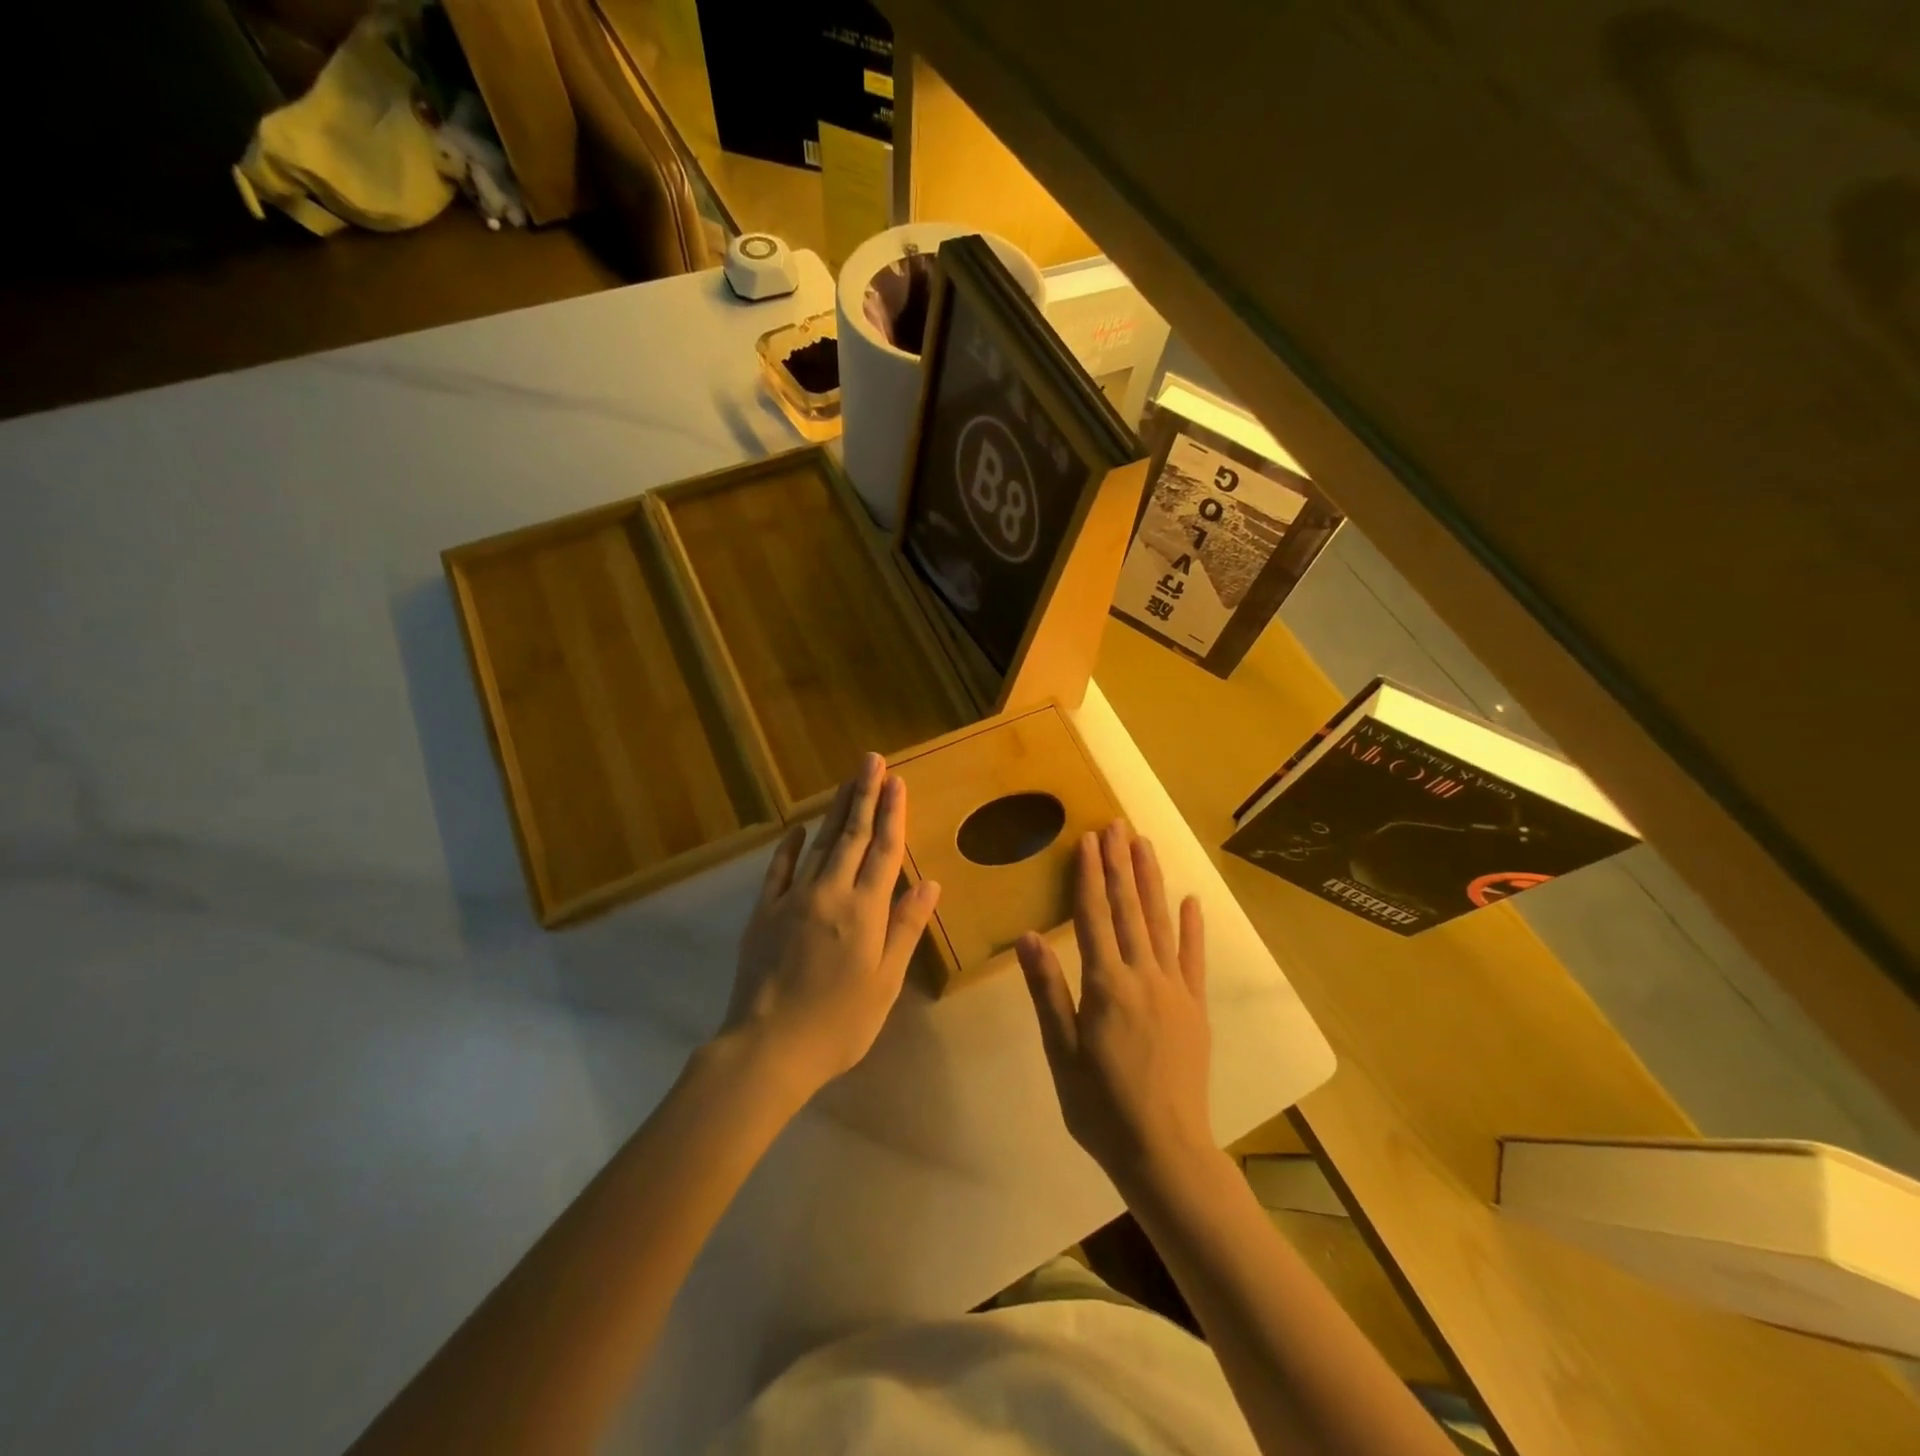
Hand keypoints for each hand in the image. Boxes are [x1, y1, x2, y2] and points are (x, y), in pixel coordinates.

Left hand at [722, 753, 940, 1095]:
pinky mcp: (764, 912)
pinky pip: (779, 870)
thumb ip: (905, 929)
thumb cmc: (839, 1023)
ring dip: (836, 810)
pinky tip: (799, 828)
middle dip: (865, 795)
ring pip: (820, 844)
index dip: (893, 814)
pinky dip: (791, 846)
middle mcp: (831, 893)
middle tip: (872, 760)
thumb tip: (930, 883)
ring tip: (848, 780)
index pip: (884, 850)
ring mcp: (793, 899)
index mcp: (865, 911)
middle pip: (852, 835)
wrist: (768, 1048)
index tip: (898, 781)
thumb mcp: (885, 983)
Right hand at [1017, 821, 1211, 1193]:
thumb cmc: (1100, 1107)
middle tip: (1116, 825)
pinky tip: (1190, 901)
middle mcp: (1142, 976)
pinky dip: (1191, 928)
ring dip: (1151, 881)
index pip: (1094, 917)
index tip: (1088, 840)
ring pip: (1160, 923)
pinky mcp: (1196, 1008)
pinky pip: (1194, 959)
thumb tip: (1028, 937)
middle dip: (1120, 864)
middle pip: (1128, 909)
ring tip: (1144, 845)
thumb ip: (1048, 991)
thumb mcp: (1061, 1052)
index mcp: (1105, 985)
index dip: (1090, 876)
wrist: (1165, 1152)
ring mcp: (1174, 989)